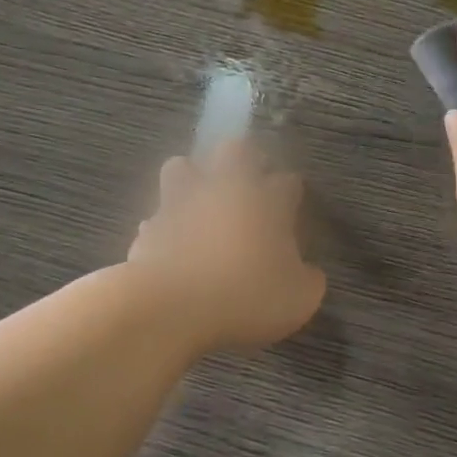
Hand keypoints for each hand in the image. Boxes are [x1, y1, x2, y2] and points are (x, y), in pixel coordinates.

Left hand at [127, 140, 326, 351]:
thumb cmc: (246, 296)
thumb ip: (308, 279)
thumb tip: (307, 272)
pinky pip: (157, 215)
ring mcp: (181, 203)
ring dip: (192, 178)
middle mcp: (225, 190)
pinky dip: (165, 225)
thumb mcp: (299, 298)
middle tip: (249, 186)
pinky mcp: (149, 226)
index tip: (291, 211)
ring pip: (182, 166)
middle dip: (245, 160)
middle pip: (235, 150)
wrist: (171, 306)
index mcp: (268, 201)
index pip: (288, 181)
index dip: (291, 194)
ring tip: (200, 205)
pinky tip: (172, 246)